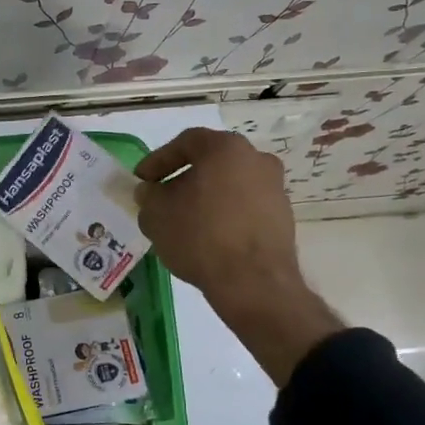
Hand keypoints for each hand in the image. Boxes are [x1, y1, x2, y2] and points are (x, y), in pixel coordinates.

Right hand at [135, 128, 343, 384]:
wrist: (253, 282)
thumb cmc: (200, 236)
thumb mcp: (156, 215)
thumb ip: (148, 196)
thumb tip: (150, 191)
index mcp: (225, 148)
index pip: (185, 142)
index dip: (158, 160)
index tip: (142, 180)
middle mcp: (256, 159)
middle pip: (211, 162)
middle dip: (183, 179)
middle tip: (162, 199)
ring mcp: (275, 188)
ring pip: (230, 185)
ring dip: (206, 198)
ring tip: (184, 222)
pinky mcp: (283, 217)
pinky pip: (245, 207)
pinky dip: (225, 215)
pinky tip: (209, 237)